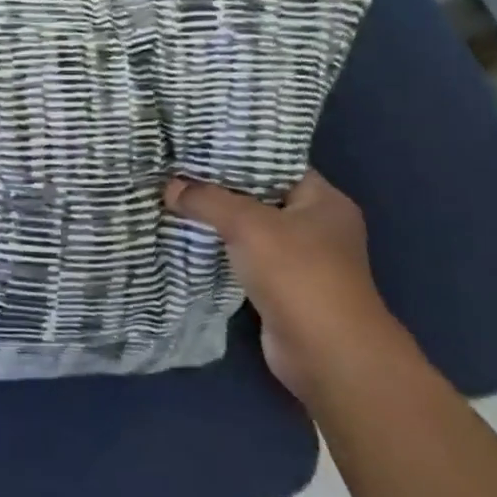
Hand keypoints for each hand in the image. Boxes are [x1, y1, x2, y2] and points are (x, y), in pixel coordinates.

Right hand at [163, 170, 408, 401]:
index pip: (275, 162)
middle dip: (218, 186)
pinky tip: (186, 237)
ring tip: (172, 198)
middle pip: (258, 195)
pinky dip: (219, 249)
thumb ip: (207, 200)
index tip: (195, 144)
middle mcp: (316, 225)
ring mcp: (300, 259)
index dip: (236, 152)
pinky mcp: (281, 286)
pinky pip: (243, 256)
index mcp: (323, 200)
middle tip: (175, 170)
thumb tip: (170, 186)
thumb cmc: (298, 274)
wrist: (326, 353)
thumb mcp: (247, 224)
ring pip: (248, 228)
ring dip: (215, 220)